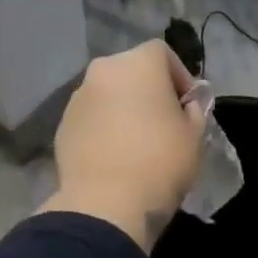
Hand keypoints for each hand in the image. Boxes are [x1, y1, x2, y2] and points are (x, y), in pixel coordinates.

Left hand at [40, 41, 206, 251]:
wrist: (106, 204)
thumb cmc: (160, 162)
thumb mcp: (195, 136)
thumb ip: (194, 110)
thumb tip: (186, 105)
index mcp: (138, 63)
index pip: (162, 53)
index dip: (179, 76)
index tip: (188, 105)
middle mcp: (103, 71)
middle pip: (131, 71)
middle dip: (148, 90)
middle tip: (163, 121)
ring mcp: (77, 97)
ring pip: (108, 94)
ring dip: (123, 108)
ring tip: (137, 141)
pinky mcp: (62, 125)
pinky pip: (91, 118)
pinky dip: (103, 127)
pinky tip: (114, 155)